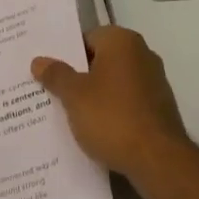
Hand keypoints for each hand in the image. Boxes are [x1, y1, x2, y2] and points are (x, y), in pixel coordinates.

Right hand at [32, 26, 190, 185]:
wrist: (159, 160)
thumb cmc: (112, 117)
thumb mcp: (74, 96)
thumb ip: (56, 75)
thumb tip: (39, 60)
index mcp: (122, 41)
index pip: (87, 38)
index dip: (66, 55)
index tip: (48, 72)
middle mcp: (142, 54)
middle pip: (101, 60)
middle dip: (78, 76)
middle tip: (51, 92)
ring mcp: (154, 82)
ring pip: (113, 83)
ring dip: (94, 96)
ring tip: (68, 114)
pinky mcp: (159, 108)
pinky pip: (127, 103)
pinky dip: (112, 112)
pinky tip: (94, 130)